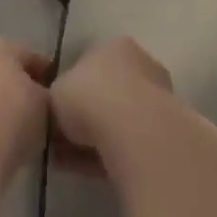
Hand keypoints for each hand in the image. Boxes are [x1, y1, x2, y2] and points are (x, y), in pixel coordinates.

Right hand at [50, 36, 174, 167]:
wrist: (133, 131)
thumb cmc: (88, 97)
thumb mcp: (54, 91)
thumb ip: (56, 97)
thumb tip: (57, 110)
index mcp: (115, 47)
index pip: (90, 63)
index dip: (70, 88)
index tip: (54, 110)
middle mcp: (141, 66)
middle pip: (106, 92)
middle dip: (83, 115)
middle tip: (58, 136)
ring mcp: (157, 100)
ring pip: (116, 121)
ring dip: (92, 138)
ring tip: (63, 159)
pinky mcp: (163, 134)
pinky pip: (126, 143)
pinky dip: (104, 155)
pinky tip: (81, 170)